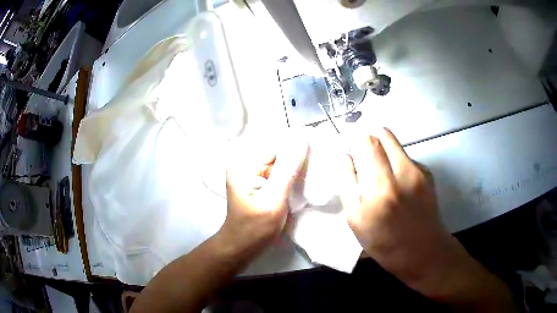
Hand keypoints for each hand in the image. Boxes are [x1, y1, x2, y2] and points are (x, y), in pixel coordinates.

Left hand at [219, 135, 307, 260]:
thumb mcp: (273, 200)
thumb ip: (287, 172)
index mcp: (243, 164)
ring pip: (281, 165)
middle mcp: (246, 165)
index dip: (297, 148)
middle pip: (278, 155)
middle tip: (320, 162)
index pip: (275, 146)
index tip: (318, 149)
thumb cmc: (254, 228)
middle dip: (297, 159)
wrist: (242, 248)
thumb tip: (302, 142)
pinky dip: (291, 179)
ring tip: (315, 172)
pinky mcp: (260, 185)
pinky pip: (279, 176)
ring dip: (296, 170)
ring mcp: (253, 176)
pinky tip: (304, 182)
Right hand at [341, 128, 513, 308]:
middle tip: (360, 152)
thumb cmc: (384, 242)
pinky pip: (405, 156)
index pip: (366, 142)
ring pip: (394, 143)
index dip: (354, 137)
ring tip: (377, 169)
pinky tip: (396, 181)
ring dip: (381, 148)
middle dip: (367, 137)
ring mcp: (418, 170)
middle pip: (382, 134)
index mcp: (380, 187)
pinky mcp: (427, 173)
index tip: (347, 145)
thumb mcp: (356, 220)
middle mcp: (402, 171)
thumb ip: (348, 184)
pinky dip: (395, 160)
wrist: (424, 252)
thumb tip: (345, 157)